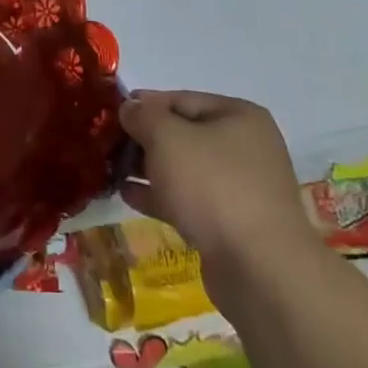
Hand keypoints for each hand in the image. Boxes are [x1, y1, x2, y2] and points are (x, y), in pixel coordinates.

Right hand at [120, 90, 318, 280]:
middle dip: (144, 140)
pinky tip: (127, 196)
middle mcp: (245, 147)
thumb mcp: (167, 137)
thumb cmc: (213, 186)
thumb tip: (129, 108)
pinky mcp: (232, 223)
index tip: (111, 115)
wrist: (259, 268)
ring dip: (148, 168)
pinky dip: (160, 195)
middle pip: (182, 134)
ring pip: (184, 169)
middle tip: (107, 146)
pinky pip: (188, 199)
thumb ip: (143, 116)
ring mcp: (241, 188)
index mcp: (239, 116)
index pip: (180, 99)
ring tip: (112, 172)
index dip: (143, 105)